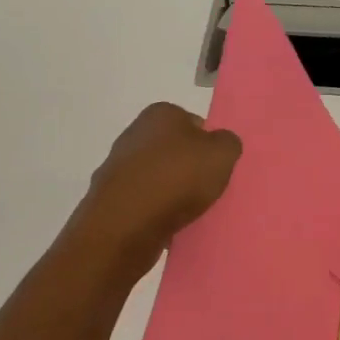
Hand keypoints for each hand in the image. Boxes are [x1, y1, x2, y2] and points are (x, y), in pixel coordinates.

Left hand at [75, 104, 241, 273]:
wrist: (126, 223)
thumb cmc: (177, 178)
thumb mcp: (222, 154)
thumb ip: (228, 143)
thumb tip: (220, 143)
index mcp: (161, 113)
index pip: (194, 123)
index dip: (209, 145)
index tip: (217, 168)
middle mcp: (135, 133)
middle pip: (173, 151)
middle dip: (189, 169)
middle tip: (207, 191)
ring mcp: (118, 166)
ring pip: (157, 177)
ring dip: (171, 193)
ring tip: (189, 213)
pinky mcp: (111, 197)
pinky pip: (143, 202)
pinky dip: (155, 212)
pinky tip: (167, 226)